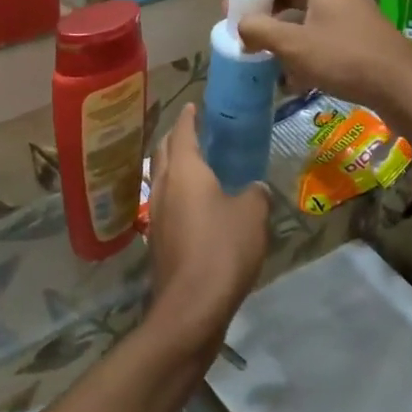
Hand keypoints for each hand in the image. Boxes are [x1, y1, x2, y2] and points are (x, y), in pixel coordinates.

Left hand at [143, 105, 269, 358]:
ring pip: (160, 176)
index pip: (182, 131)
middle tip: (194, 131)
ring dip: (172, 165)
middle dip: (176, 137)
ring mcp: (156, 213)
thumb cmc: (222, 248)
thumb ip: (254, 193)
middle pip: (164, 150)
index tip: (194, 106)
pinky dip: (176, 192)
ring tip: (193, 164)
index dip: (189, 117)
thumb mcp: (252, 215)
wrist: (191, 306)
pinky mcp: (157, 239)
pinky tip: (193, 204)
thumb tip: (254, 188)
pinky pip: (165, 202)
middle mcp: (164, 185)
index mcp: (184, 169)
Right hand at [236, 0, 411, 146]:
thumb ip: (260, 30)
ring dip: (283, 35)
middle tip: (242, 33)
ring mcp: (351, 13)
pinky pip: (322, 34)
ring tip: (262, 56)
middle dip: (265, 15)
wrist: (402, 88)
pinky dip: (304, 48)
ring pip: (306, 17)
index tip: (230, 10)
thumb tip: (239, 24)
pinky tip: (292, 75)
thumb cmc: (344, 59)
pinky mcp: (359, 35)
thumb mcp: (294, 46)